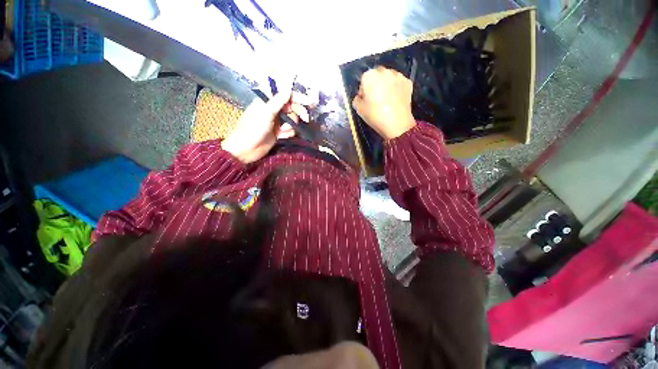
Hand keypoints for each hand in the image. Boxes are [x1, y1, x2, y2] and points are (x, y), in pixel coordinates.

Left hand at [222, 89, 310, 163]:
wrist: (245, 151)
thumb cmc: (252, 130)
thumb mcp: (265, 115)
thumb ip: (277, 103)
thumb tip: (289, 90)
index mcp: (266, 102)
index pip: (285, 95)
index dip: (297, 97)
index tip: (309, 102)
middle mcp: (273, 110)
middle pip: (291, 107)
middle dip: (298, 112)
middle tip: (306, 118)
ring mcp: (276, 122)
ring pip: (292, 120)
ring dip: (291, 126)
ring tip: (284, 131)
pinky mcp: (279, 133)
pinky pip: (290, 130)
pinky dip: (289, 133)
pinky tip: (282, 137)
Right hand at [352, 66, 416, 139]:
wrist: (397, 123)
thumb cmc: (375, 115)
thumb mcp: (359, 110)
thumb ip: (357, 100)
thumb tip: (360, 97)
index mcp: (370, 76)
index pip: (363, 80)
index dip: (363, 91)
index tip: (365, 100)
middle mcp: (384, 71)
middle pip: (377, 75)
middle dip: (375, 85)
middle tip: (375, 99)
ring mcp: (398, 76)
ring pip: (388, 78)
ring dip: (386, 85)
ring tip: (386, 100)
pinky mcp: (408, 82)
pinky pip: (398, 83)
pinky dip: (396, 89)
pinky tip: (395, 100)